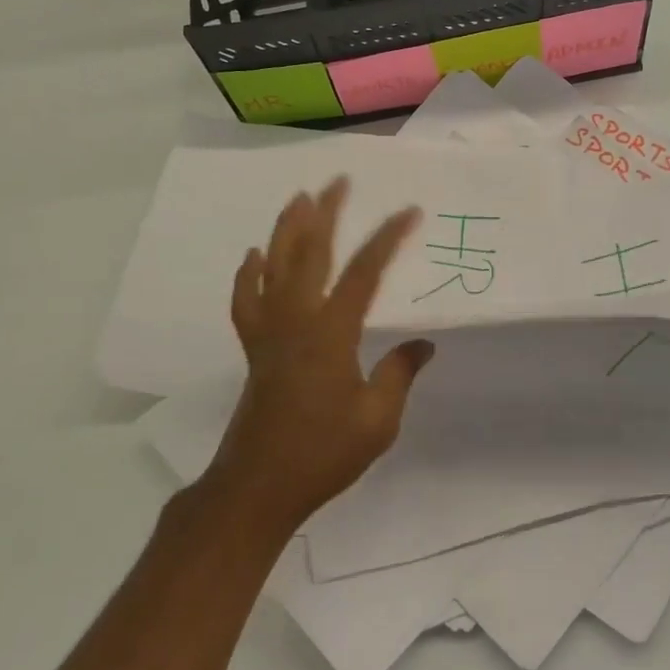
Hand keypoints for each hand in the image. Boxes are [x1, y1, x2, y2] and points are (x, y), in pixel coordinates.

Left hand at [199, 178, 433, 536]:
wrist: (258, 487)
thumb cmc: (323, 454)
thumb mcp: (378, 421)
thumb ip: (399, 374)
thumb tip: (423, 344)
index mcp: (331, 334)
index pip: (363, 273)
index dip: (387, 238)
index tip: (410, 212)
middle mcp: (296, 321)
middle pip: (309, 254)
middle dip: (326, 214)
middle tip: (338, 181)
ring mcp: (269, 333)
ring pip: (274, 267)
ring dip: (286, 230)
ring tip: (298, 199)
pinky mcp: (254, 349)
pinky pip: (246, 301)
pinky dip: (248, 275)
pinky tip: (253, 257)